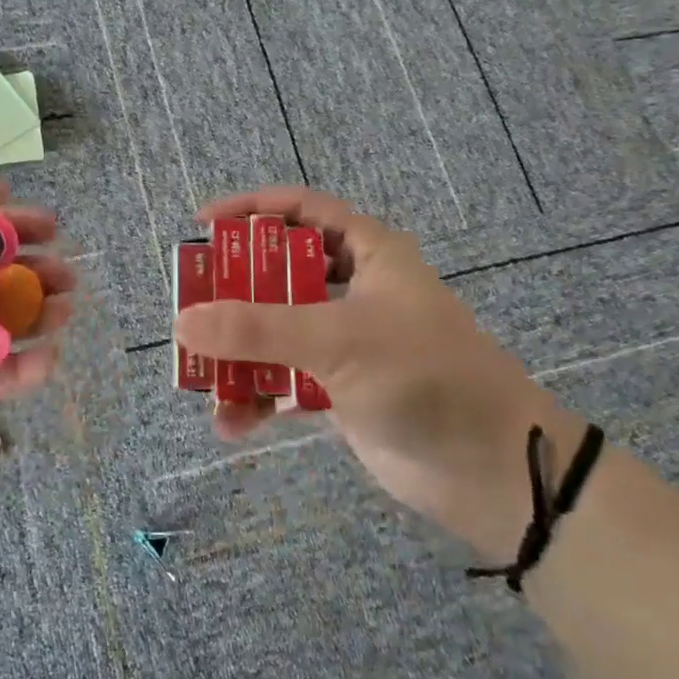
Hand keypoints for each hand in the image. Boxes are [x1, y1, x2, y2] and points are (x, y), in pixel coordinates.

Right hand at [173, 187, 582, 558]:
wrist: (494, 470)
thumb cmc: (424, 376)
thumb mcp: (338, 340)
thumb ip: (259, 330)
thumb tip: (185, 321)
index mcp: (369, 252)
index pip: (301, 210)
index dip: (251, 209)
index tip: (202, 224)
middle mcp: (356, 288)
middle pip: (280, 272)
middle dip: (235, 289)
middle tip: (193, 304)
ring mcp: (348, 341)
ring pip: (279, 330)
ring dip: (241, 351)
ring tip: (202, 372)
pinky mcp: (342, 389)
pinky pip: (287, 380)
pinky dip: (259, 396)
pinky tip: (232, 422)